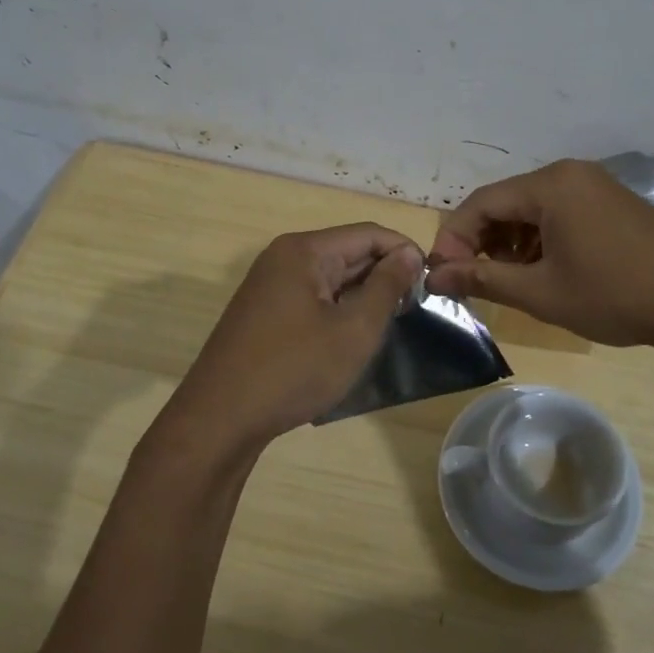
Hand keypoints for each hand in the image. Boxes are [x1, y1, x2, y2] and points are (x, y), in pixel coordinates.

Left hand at [164, 224, 422, 448]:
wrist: (221, 419)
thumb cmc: (294, 370)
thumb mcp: (354, 330)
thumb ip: (387, 286)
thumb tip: (410, 254)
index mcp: (304, 250)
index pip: (369, 233)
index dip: (405, 252)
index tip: (432, 283)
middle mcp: (284, 257)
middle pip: (348, 251)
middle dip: (384, 275)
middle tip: (416, 309)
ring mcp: (270, 285)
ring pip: (331, 277)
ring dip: (363, 295)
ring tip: (391, 324)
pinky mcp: (264, 311)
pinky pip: (312, 297)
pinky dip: (338, 309)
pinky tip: (353, 336)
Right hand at [426, 159, 653, 348]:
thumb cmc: (616, 295)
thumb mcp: (542, 292)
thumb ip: (484, 279)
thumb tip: (435, 276)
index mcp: (550, 186)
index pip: (479, 203)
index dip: (454, 239)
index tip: (443, 276)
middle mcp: (568, 173)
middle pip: (504, 202)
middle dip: (481, 241)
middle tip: (471, 280)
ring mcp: (592, 185)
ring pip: (530, 208)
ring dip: (508, 242)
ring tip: (507, 280)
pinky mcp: (608, 201)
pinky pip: (557, 212)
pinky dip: (537, 238)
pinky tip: (541, 269)